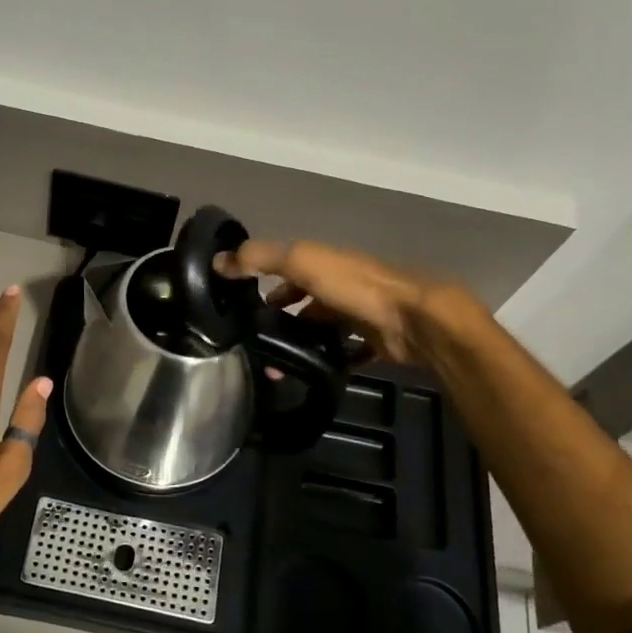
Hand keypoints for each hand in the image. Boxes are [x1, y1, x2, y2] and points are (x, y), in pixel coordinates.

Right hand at [218, 239, 477, 366]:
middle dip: (282, 318)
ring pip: (323, 328)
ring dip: (302, 343)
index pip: (289, 269)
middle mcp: (342, 286)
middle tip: (259, 342)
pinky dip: (330, 361)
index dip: (266, 282)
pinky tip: (311, 374)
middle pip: (306, 301)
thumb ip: (259, 258)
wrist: (413, 320)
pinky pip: (347, 353)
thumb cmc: (354, 286)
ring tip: (278, 367)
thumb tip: (217, 261)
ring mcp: (361, 315)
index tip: (244, 305)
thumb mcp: (300, 261)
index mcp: (325, 263)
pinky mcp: (375, 342)